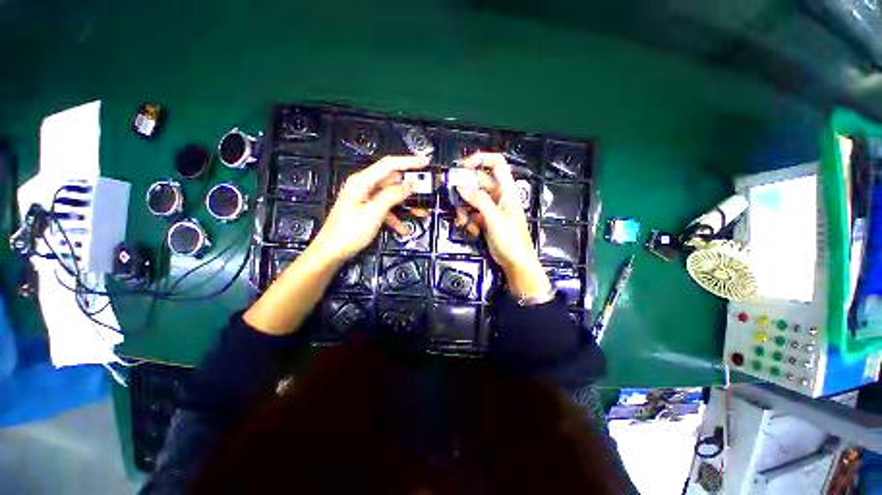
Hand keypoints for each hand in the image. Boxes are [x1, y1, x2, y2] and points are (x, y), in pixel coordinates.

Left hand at [311, 155, 429, 262]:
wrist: (331, 252)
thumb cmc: (349, 232)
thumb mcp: (374, 213)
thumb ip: (392, 196)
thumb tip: (411, 184)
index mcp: (362, 181)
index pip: (389, 164)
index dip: (409, 161)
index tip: (426, 161)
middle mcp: (365, 186)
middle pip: (393, 181)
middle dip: (411, 187)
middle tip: (428, 191)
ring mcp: (366, 199)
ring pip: (392, 197)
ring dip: (407, 205)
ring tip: (422, 212)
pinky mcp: (368, 210)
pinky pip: (386, 209)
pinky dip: (396, 218)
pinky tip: (405, 229)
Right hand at [455, 153, 551, 296]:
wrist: (516, 263)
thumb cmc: (511, 239)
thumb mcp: (494, 218)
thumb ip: (478, 200)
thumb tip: (461, 186)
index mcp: (507, 190)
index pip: (496, 164)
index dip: (480, 159)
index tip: (462, 166)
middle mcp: (499, 196)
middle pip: (479, 182)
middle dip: (465, 190)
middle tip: (450, 195)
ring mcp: (492, 209)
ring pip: (473, 199)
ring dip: (464, 209)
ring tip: (462, 221)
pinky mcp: (486, 220)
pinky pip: (473, 213)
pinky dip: (469, 220)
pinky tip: (471, 230)